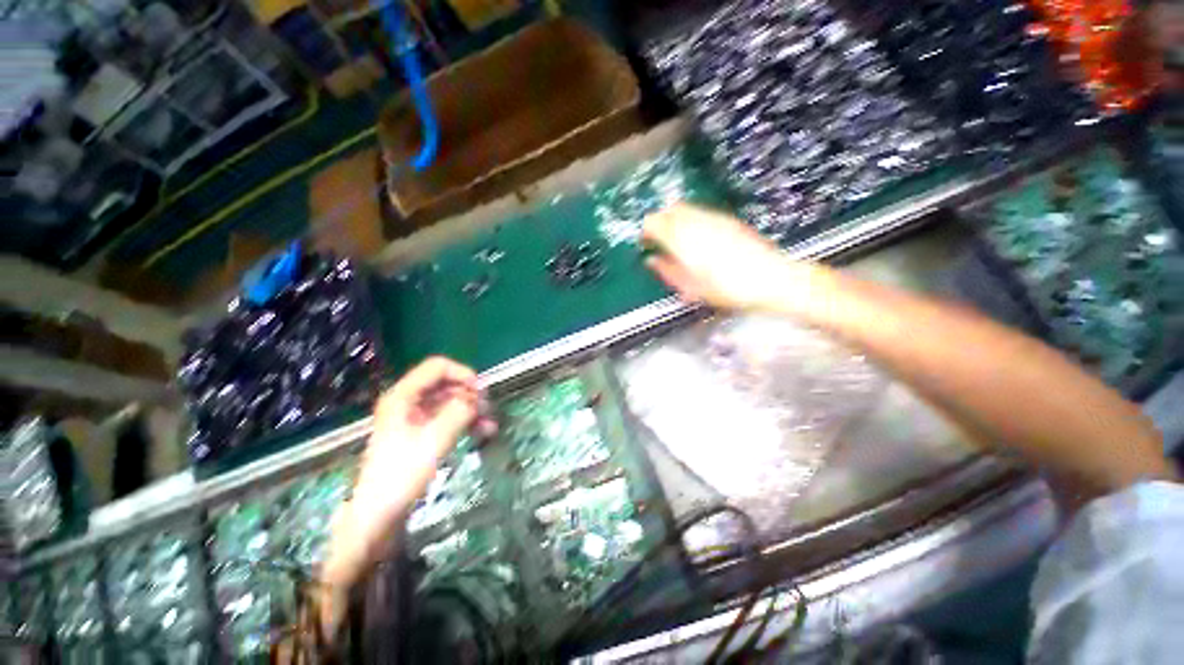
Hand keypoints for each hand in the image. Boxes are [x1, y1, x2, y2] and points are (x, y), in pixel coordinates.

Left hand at [353, 356, 489, 530]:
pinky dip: (465, 421)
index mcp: (403, 396)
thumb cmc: (403, 473)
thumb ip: (459, 411)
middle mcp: (408, 401)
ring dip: (471, 409)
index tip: (481, 391)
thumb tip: (476, 398)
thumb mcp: (435, 439)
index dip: (463, 373)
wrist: (380, 513)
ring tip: (490, 423)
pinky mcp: (421, 433)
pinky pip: (448, 417)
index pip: (437, 367)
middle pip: (446, 383)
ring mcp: (414, 417)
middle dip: (470, 394)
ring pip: (450, 401)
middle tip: (488, 409)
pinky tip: (484, 431)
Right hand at [643, 203, 796, 311]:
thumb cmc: (727, 290)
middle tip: (658, 238)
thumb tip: (652, 260)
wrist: (771, 280)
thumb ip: (668, 271)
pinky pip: (701, 212)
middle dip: (660, 221)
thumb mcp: (691, 288)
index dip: (646, 230)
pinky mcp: (728, 219)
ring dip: (675, 219)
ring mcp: (714, 218)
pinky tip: (697, 237)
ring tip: (676, 239)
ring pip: (685, 208)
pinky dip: (691, 219)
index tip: (645, 241)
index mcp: (682, 241)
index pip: (654, 222)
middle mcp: (696, 223)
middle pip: (669, 210)